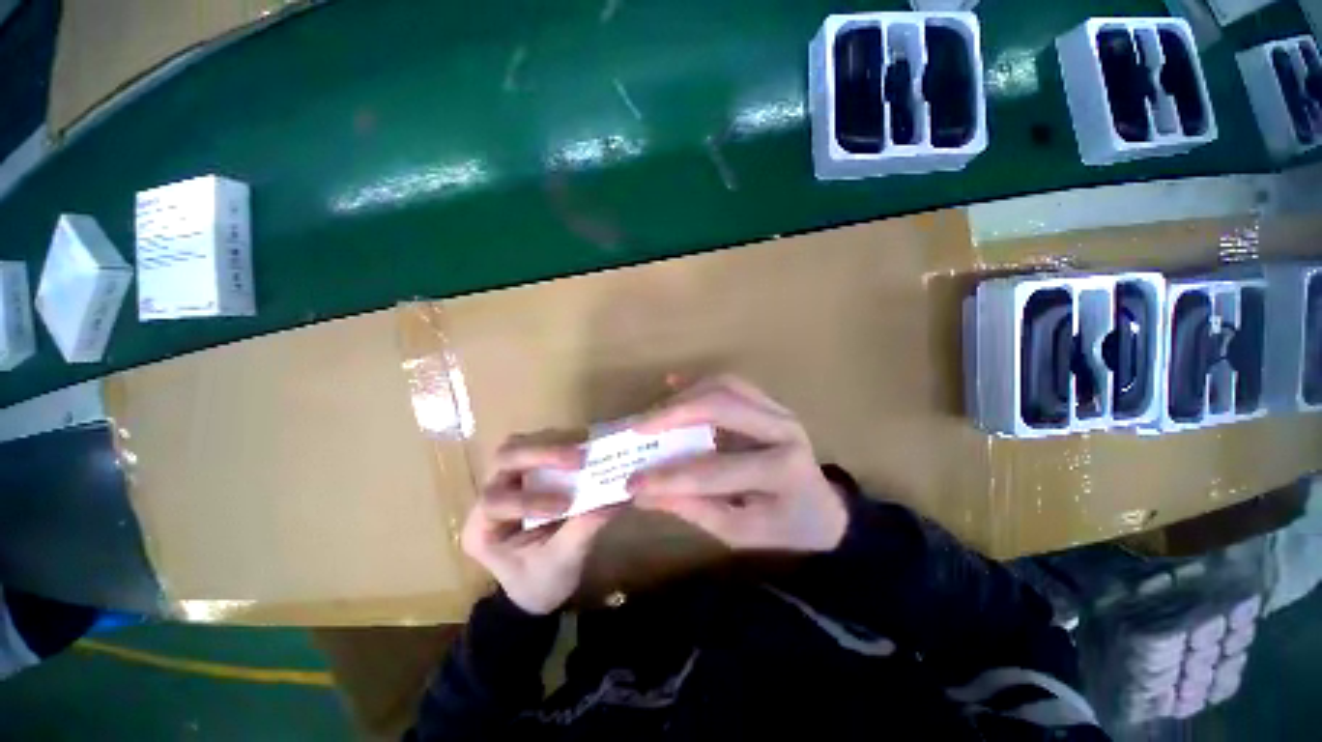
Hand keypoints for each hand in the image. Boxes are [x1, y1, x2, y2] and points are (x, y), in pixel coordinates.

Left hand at [461, 441, 615, 614]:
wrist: (539, 587)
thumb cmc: (543, 583)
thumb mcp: (562, 563)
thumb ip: (583, 529)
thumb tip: (618, 496)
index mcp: (482, 530)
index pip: (494, 502)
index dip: (529, 498)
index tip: (565, 504)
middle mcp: (488, 497)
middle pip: (504, 459)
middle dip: (541, 454)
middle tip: (578, 458)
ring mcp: (508, 478)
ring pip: (520, 445)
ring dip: (553, 443)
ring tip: (585, 450)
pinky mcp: (529, 470)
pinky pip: (539, 445)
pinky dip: (563, 443)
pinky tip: (585, 448)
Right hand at [627, 375, 847, 552]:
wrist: (823, 508)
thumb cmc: (783, 526)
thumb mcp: (739, 531)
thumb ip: (693, 509)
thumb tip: (643, 495)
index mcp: (781, 471)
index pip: (713, 471)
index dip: (669, 477)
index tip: (632, 482)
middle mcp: (783, 429)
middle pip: (721, 406)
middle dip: (674, 414)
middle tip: (639, 428)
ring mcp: (778, 409)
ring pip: (724, 386)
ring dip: (684, 396)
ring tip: (653, 414)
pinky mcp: (769, 402)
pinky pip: (730, 383)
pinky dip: (698, 382)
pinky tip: (673, 383)